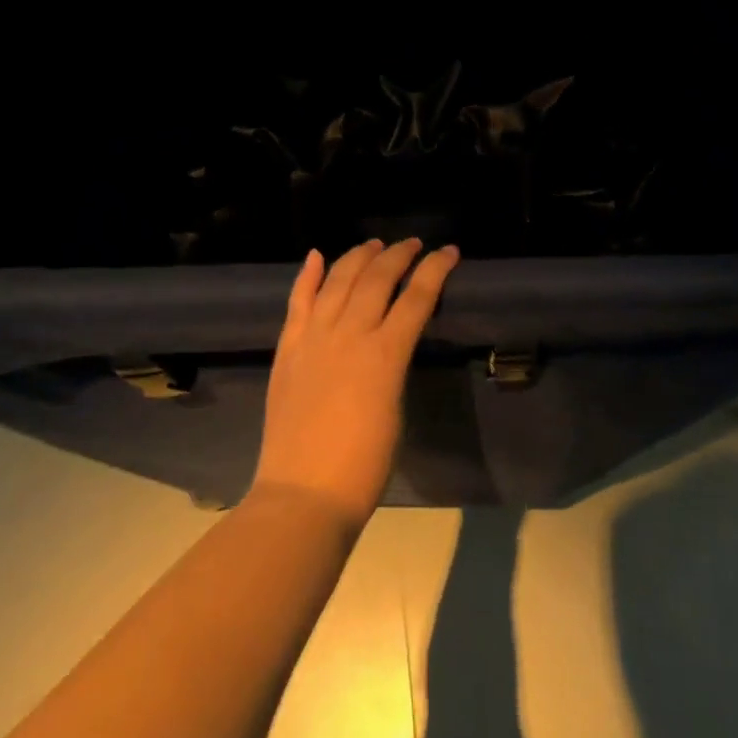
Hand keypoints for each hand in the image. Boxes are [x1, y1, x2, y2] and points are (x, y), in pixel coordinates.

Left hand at [252, 238, 459, 525]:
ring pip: (338, 280)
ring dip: (358, 256)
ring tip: (374, 244)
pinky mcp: (288, 349)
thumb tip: (391, 340)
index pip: (416, 297)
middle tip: (413, 244)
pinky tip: (317, 255)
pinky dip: (308, 276)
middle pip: (377, 279)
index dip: (435, 270)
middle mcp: (349, 334)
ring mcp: (313, 338)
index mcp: (385, 354)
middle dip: (398, 255)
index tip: (449, 251)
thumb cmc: (364, 463)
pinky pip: (297, 302)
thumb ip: (394, 363)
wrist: (304, 492)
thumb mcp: (396, 406)